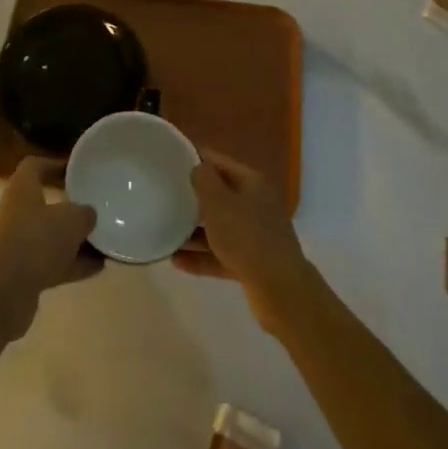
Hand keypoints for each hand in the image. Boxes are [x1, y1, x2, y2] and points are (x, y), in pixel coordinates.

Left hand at [0, 157, 103, 340]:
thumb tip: (88, 215)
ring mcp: (20, 243)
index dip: (55, 164)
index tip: (77, 170)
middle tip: (95, 207)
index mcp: (23, 188)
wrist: (6, 291)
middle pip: (46, 202)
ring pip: (52, 235)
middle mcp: (18, 212)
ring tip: (105, 240)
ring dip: (76, 239)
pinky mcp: (25, 272)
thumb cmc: (37, 240)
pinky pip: (54, 262)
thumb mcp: (71, 219)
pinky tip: (99, 266)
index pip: (35, 166)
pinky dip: (74, 263)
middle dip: (71, 207)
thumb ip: (84, 213)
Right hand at [175, 149, 314, 335]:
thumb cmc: (246, 236)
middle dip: (194, 198)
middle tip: (166, 197)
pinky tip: (176, 261)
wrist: (280, 290)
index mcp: (252, 183)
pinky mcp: (252, 263)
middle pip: (220, 195)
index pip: (219, 162)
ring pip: (220, 227)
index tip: (171, 161)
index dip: (196, 158)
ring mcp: (255, 235)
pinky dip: (202, 256)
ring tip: (167, 232)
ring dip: (194, 231)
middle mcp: (256, 205)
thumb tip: (198, 168)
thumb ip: (204, 180)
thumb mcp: (218, 202)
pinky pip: (221, 254)